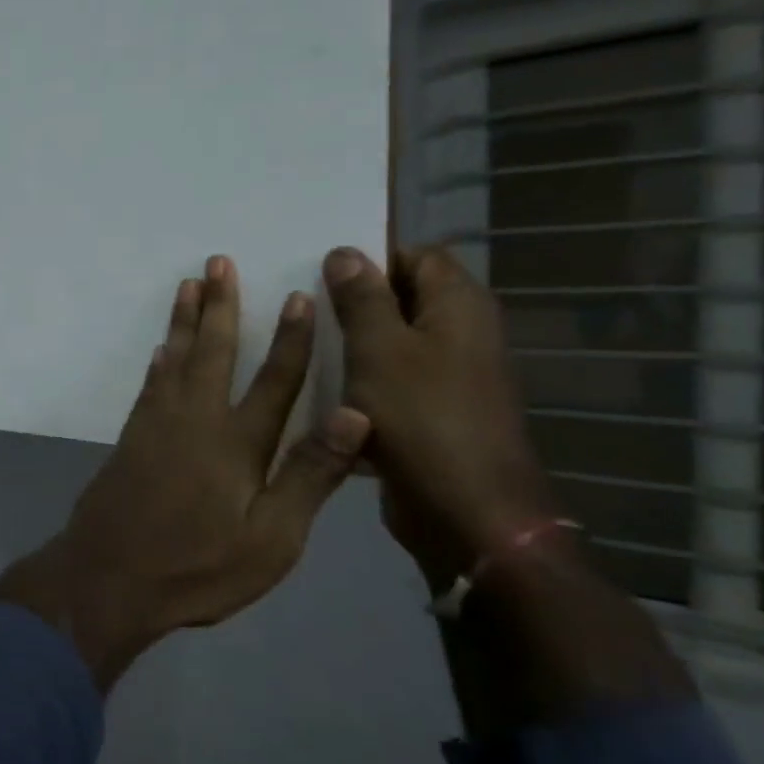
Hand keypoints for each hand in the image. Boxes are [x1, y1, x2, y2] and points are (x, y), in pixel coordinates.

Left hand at [0, 255, 370, 688]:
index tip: (298, 295)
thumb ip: (309, 474)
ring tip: (189, 284)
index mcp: (238, 443)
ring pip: (175, 359)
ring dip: (184, 321)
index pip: (274, 380)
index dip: (290, 338)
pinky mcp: (130, 438)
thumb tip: (355, 412)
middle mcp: (196, 421)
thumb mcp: (272, 538)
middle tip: (219, 261)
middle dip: (221, 306)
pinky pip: (149, 385)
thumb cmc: (198, 566)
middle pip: (213, 352)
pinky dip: (159, 361)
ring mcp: (156, 426)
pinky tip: (160, 349)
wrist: (109, 575)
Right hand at [322, 245, 557, 588]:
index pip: (416, 255)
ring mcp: (449, 375)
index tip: (318, 272)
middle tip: (298, 304)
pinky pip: (390, 379)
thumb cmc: (422, 417)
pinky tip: (318, 387)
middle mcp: (461, 333)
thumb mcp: (379, 349)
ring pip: (391, 341)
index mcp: (459, 306)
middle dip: (352, 299)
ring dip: (350, 341)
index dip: (371, 257)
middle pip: (403, 297)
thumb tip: (345, 253)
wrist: (465, 510)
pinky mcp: (431, 410)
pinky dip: (359, 377)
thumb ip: (361, 299)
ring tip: (297, 342)